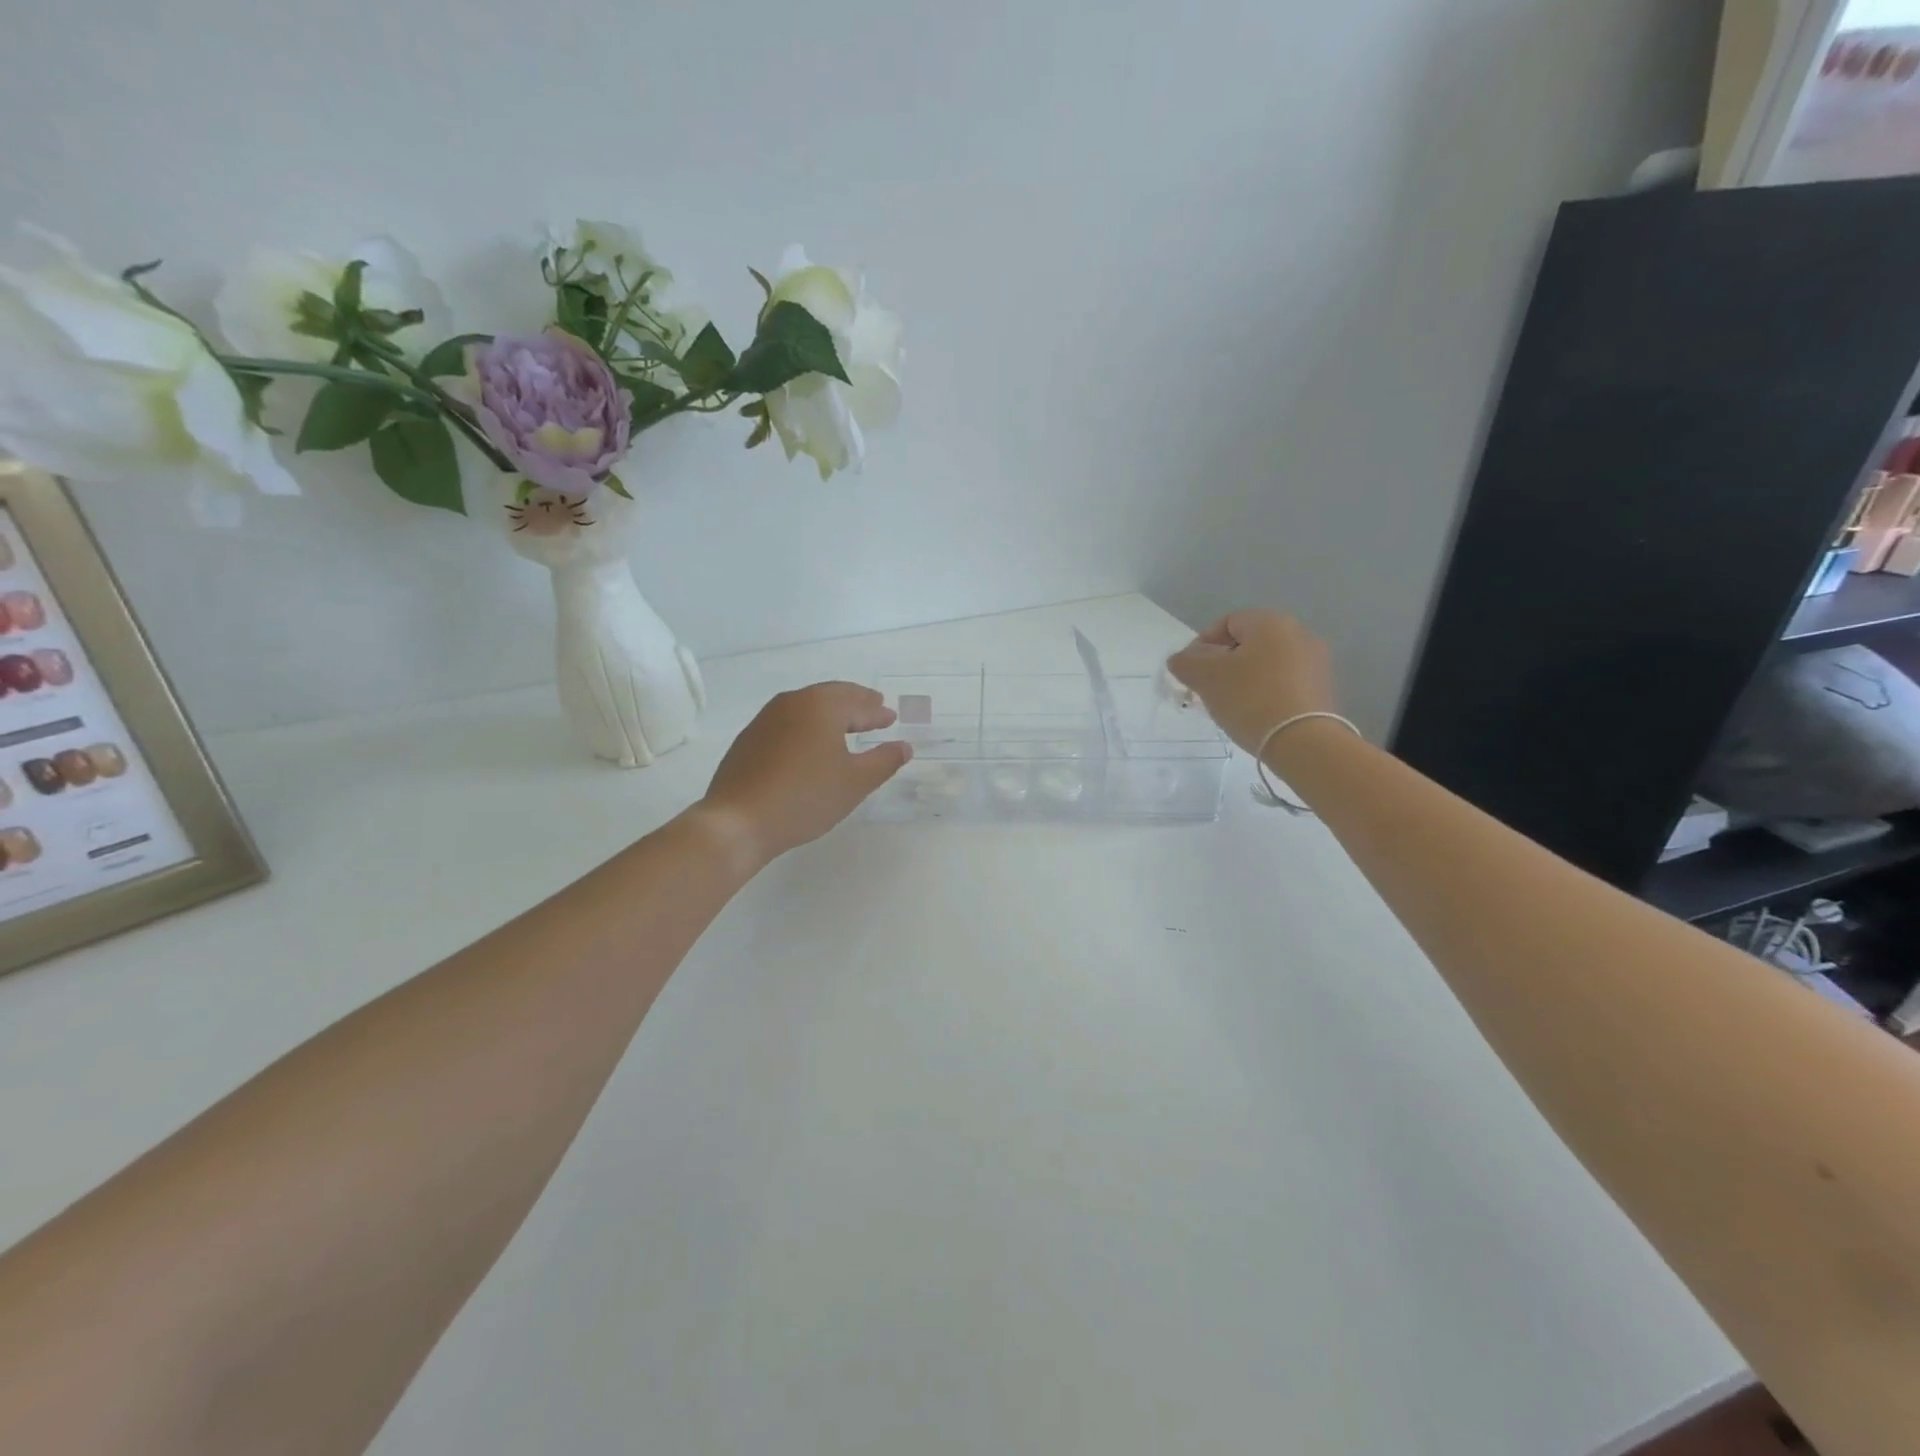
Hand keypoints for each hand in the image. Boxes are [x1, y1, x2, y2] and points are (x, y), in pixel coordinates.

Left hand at [699, 682, 912, 868]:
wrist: (738, 821)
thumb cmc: (805, 797)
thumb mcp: (855, 783)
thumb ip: (884, 761)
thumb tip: (904, 746)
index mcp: (821, 706)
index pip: (857, 703)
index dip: (877, 712)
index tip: (890, 717)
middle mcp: (792, 702)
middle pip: (831, 697)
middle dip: (855, 705)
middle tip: (873, 710)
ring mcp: (766, 719)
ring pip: (807, 708)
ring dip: (830, 715)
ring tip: (846, 727)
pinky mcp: (750, 739)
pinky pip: (788, 723)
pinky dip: (807, 727)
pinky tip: (811, 746)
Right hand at [1166, 610, 1336, 755]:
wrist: (1303, 742)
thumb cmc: (1250, 699)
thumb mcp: (1205, 677)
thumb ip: (1185, 662)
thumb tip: (1181, 659)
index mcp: (1271, 622)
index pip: (1226, 623)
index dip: (1201, 645)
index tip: (1191, 673)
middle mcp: (1299, 633)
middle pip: (1248, 644)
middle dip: (1222, 664)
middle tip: (1207, 690)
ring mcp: (1316, 662)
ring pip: (1266, 664)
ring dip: (1244, 679)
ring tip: (1230, 706)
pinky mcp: (1323, 689)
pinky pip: (1284, 683)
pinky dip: (1265, 693)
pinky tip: (1255, 715)